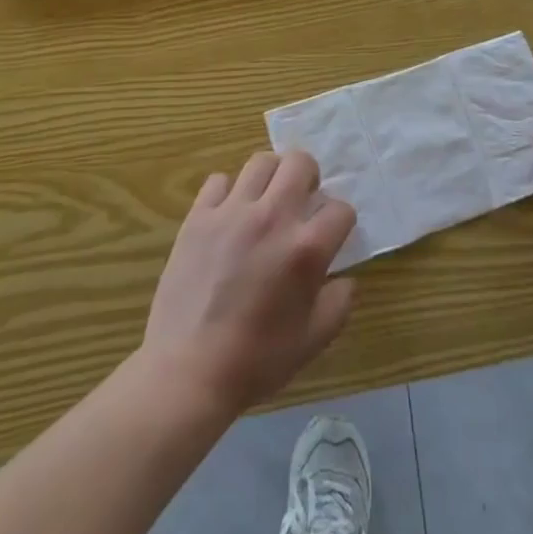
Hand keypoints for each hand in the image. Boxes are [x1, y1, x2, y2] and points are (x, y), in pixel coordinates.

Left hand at [142, 151, 356, 416]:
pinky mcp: (199, 217)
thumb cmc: (256, 360)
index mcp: (306, 249)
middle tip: (301, 202)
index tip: (331, 236)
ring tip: (267, 200)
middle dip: (309, 177)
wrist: (188, 371)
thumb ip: (339, 303)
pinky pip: (218, 181)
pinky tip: (229, 215)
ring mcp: (232, 212)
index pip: (341, 209)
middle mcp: (273, 217)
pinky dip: (228, 192)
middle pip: (300, 162)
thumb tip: (345, 278)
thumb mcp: (313, 341)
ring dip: (271, 177)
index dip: (341, 222)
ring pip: (261, 162)